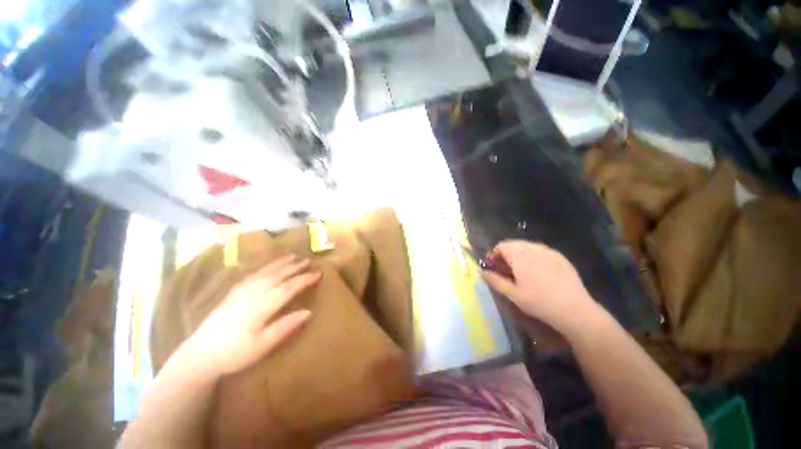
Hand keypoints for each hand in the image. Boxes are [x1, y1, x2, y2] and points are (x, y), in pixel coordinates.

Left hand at [179, 254, 320, 376]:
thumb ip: (285, 327)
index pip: (288, 288)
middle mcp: (252, 293)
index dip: (305, 279)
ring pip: (265, 272)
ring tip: (293, 256)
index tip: (318, 273)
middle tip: (308, 261)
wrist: (200, 355)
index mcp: (261, 306)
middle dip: (294, 267)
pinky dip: (265, 266)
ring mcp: (241, 291)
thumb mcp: (262, 346)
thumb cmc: (235, 353)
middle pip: (278, 275)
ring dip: (281, 263)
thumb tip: (309, 312)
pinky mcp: (233, 292)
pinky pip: (253, 274)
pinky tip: (269, 265)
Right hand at [481, 240, 599, 331]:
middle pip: (514, 244)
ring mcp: (549, 251)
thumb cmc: (539, 302)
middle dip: (506, 253)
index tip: (493, 266)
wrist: (575, 310)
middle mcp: (533, 248)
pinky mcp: (560, 257)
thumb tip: (481, 272)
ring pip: (528, 246)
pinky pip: (541, 250)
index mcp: (520, 256)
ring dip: (519, 254)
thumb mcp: (513, 294)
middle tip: (505, 269)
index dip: (494, 254)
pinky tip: (538, 271)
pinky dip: (533, 256)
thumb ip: (495, 280)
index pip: (502, 246)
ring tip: (520, 270)